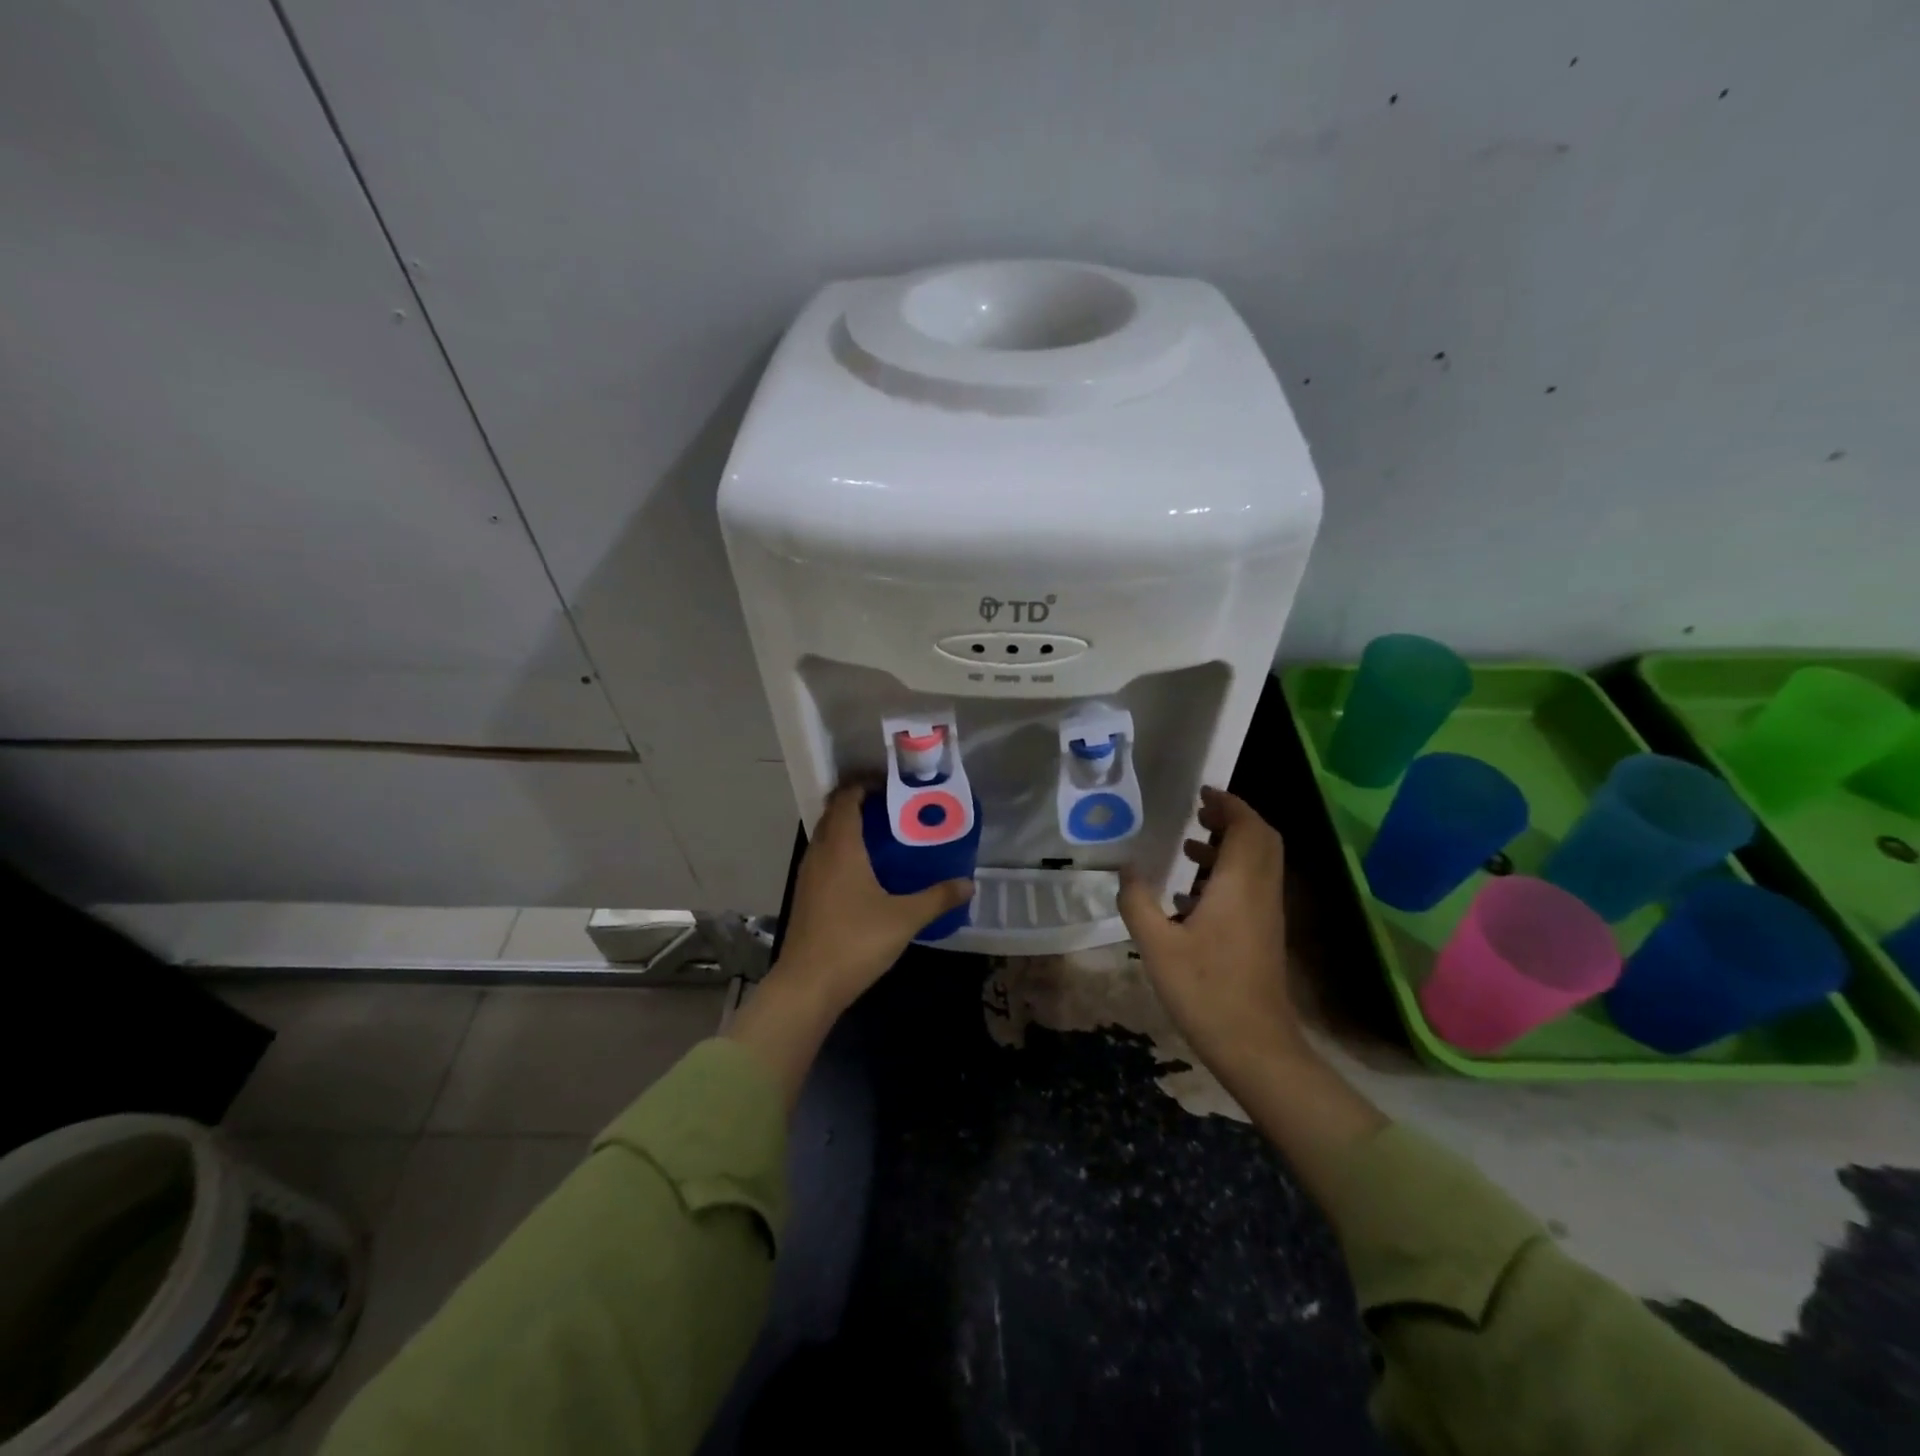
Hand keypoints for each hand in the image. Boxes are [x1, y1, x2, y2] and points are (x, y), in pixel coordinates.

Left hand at [772, 782, 974, 1015]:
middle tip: (893, 808)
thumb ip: (938, 897)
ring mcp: (808, 875)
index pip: (845, 798)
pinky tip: (865, 872)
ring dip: (848, 829)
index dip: (864, 784)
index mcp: (841, 847)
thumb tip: (968, 884)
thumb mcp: (905, 918)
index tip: (891, 785)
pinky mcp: (805, 896)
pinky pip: (824, 858)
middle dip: (859, 804)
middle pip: (833, 814)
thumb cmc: (855, 941)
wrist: (807, 985)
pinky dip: (842, 852)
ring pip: (826, 837)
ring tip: (883, 836)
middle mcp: (819, 853)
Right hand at [1117, 786, 1303, 1076]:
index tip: (1201, 793)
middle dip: (1232, 819)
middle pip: (1261, 839)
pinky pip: (1253, 885)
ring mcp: (1267, 914)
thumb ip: (1137, 901)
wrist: (1255, 1046)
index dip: (1228, 803)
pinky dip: (1229, 874)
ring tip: (1188, 849)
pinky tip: (1191, 896)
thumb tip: (1125, 869)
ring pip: (1258, 863)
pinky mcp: (1265, 933)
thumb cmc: (1205, 990)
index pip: (1247, 827)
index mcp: (1239, 884)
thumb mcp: (1156, 945)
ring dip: (1229, 847)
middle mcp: (1260, 891)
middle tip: (1197, 814)